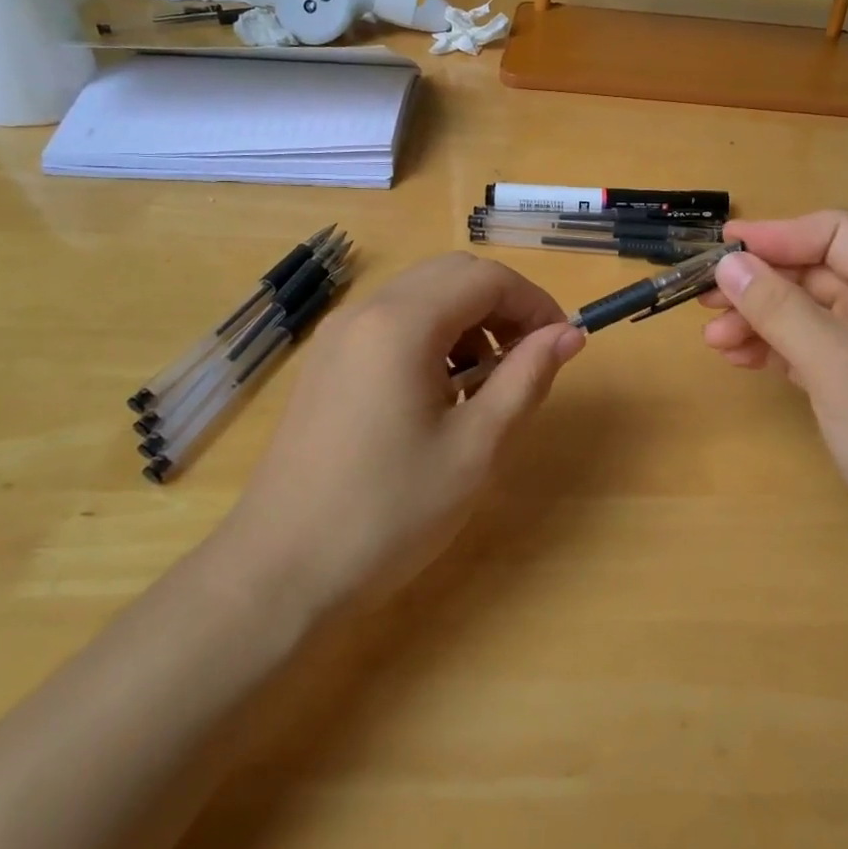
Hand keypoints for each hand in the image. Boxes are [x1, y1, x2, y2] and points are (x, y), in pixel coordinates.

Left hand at [214, 253, 584, 608]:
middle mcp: (365, 311)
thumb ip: (526, 378)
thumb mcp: (476, 447)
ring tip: (486, 384)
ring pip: (421, 295)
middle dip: (502, 305)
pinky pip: (392, 322)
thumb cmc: (389, 512)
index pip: (486, 278)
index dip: (534, 303)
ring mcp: (338, 335)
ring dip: (467, 320)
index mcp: (402, 324)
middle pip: (452, 275)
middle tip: (528, 359)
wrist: (279, 573)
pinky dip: (432, 337)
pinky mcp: (326, 362)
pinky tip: (439, 394)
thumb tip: (569, 335)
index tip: (560, 345)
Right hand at [701, 212, 847, 584]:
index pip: (833, 234)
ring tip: (713, 339)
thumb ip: (779, 308)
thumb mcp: (836, 362)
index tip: (723, 248)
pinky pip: (809, 352)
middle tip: (704, 298)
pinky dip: (774, 350)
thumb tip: (728, 264)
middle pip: (815, 274)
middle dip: (760, 284)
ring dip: (759, 320)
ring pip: (807, 315)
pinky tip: (740, 359)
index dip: (777, 235)